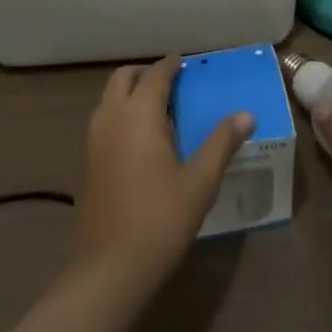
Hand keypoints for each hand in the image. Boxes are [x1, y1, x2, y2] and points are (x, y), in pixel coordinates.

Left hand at [75, 56, 251, 284]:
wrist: (109, 269)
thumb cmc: (160, 219)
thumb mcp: (200, 181)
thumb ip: (222, 142)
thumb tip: (246, 114)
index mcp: (139, 114)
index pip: (155, 75)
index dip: (170, 65)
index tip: (184, 62)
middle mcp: (111, 118)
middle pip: (123, 78)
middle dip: (145, 74)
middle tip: (171, 82)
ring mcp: (93, 141)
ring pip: (108, 99)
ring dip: (129, 93)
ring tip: (157, 109)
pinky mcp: (86, 163)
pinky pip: (103, 121)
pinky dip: (119, 114)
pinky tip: (139, 140)